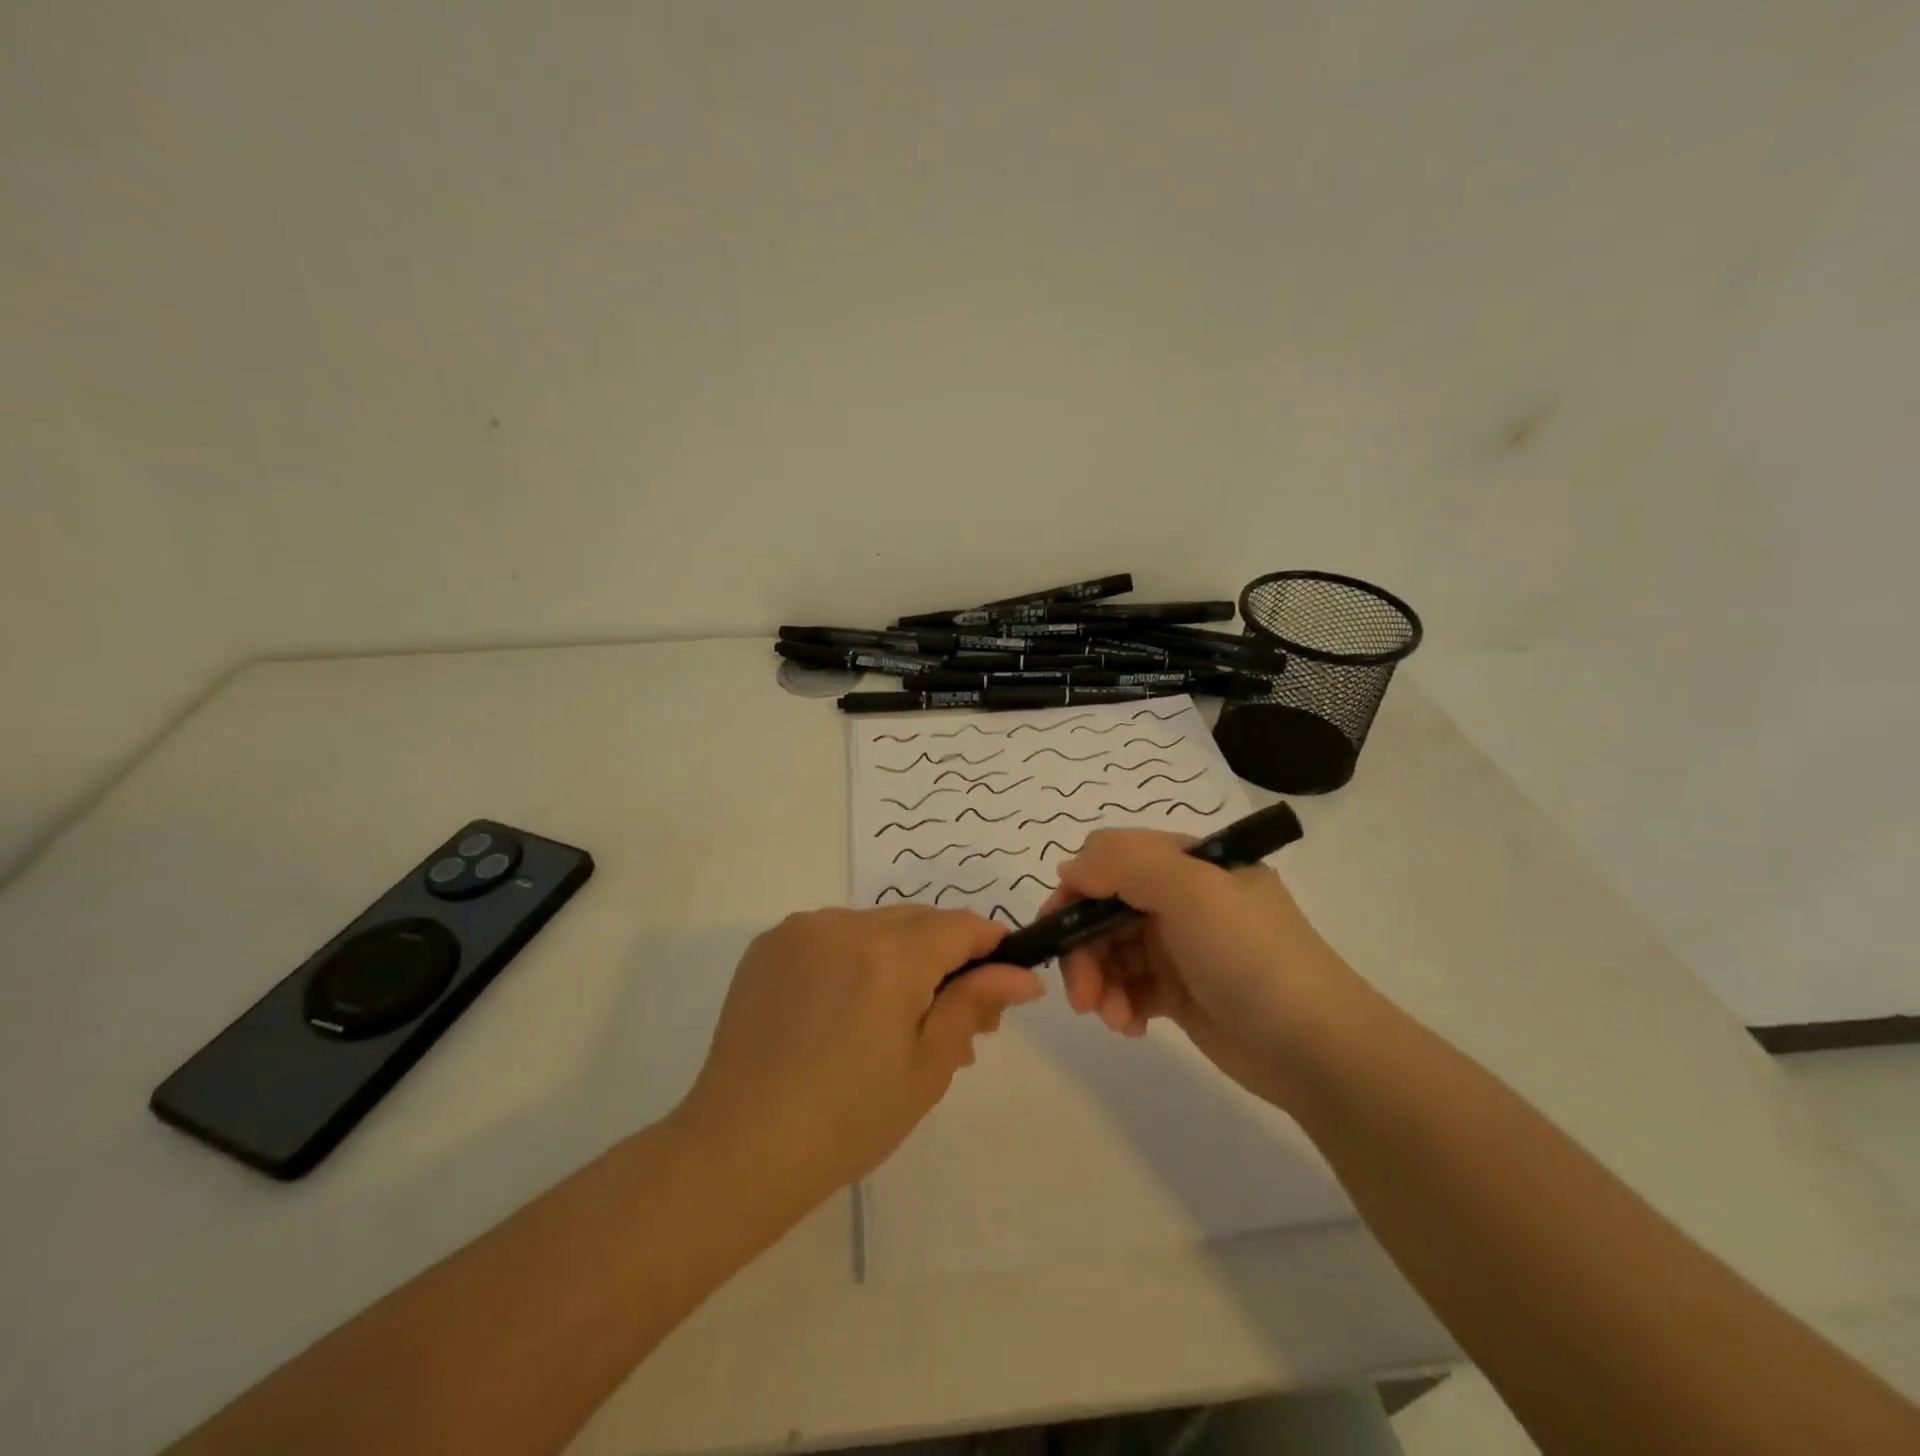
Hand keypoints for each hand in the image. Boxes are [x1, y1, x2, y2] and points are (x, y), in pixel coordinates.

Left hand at [673, 906, 1043, 1216]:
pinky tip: (839, 1011)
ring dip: (896, 957)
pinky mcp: (769, 944)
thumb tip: (1023, 975)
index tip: (1000, 982)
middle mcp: (846, 924)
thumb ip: (974, 1005)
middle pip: (918, 922)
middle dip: (944, 957)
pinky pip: (831, 934)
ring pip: (874, 926)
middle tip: (947, 1019)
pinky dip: (851, 958)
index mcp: (891, 954)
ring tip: (890, 1021)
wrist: (738, 1149)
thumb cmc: (847, 1120)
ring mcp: (802, 930)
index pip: (961, 926)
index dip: (990, 946)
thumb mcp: (926, 1067)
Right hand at [1039, 829, 1355, 1110]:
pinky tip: (1132, 1027)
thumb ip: (1123, 864)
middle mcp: (1182, 897)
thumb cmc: (1251, 956)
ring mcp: (1181, 946)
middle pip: (1104, 909)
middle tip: (1080, 994)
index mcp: (1189, 862)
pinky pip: (1130, 987)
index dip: (1078, 889)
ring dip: (1100, 982)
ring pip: (1111, 951)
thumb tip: (1069, 867)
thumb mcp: (1192, 891)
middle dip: (1084, 948)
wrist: (1318, 1050)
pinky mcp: (1180, 991)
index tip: (1058, 928)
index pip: (1112, 858)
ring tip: (1112, 1017)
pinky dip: (1121, 1004)